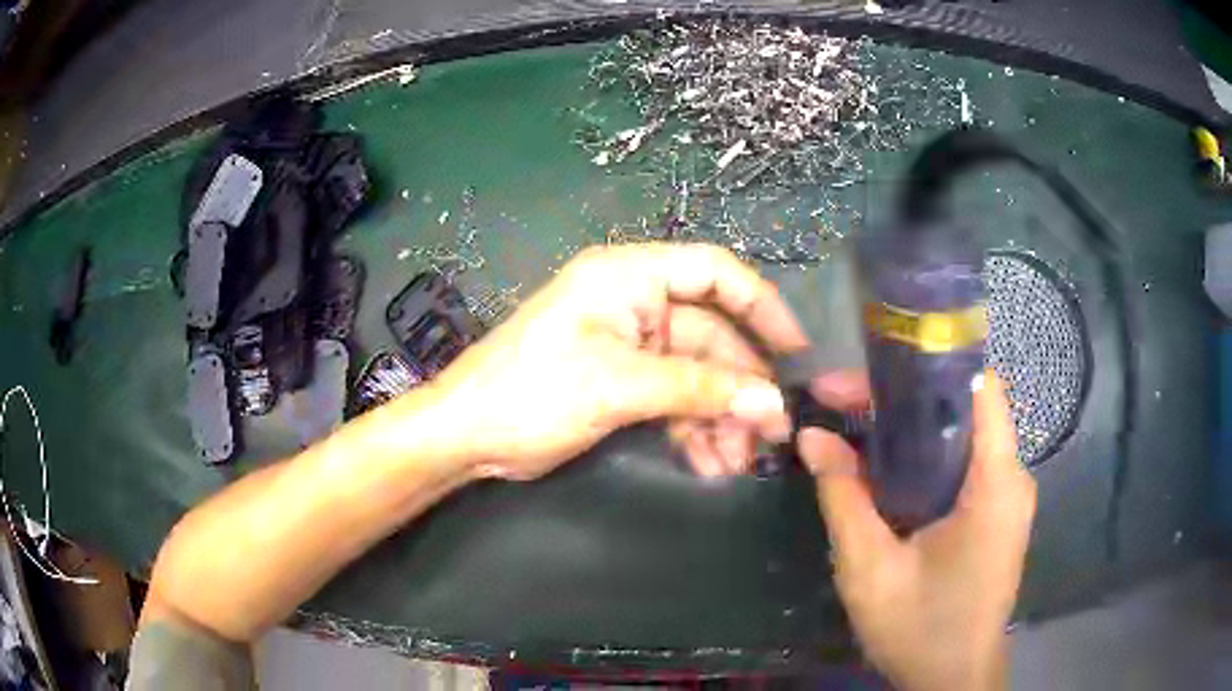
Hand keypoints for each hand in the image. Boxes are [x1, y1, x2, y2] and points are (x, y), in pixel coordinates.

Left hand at [427, 243, 811, 479]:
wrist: (467, 436)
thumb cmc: (532, 392)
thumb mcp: (620, 386)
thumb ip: (700, 390)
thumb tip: (773, 405)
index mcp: (629, 277)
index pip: (714, 272)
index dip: (762, 306)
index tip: (797, 352)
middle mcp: (636, 303)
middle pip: (712, 337)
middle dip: (742, 387)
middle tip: (771, 434)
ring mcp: (631, 346)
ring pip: (698, 376)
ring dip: (721, 417)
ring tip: (738, 462)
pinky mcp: (625, 383)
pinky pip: (676, 400)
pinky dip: (695, 430)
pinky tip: (711, 465)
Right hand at [799, 370, 1035, 690]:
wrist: (953, 679)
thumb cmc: (920, 629)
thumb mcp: (871, 570)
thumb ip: (844, 499)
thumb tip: (811, 436)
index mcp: (997, 483)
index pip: (980, 386)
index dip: (927, 365)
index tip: (867, 369)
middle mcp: (1011, 477)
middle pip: (965, 406)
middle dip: (903, 397)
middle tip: (839, 401)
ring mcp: (1006, 496)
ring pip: (961, 435)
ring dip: (910, 427)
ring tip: (852, 426)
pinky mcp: (996, 513)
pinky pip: (962, 465)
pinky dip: (923, 456)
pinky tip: (883, 469)